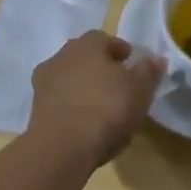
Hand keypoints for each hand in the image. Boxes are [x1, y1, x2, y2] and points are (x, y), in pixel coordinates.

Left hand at [28, 31, 163, 169]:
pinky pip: (59, 101)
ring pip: (68, 78)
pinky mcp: (34, 111)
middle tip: (117, 83)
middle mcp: (61, 57)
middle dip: (99, 66)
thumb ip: (149, 72)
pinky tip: (83, 122)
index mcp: (86, 45)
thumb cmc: (105, 110)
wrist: (59, 151)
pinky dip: (71, 106)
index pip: (104, 38)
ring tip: (100, 106)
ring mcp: (43, 84)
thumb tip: (157, 58)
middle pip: (83, 56)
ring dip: (82, 87)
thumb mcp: (139, 91)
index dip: (119, 49)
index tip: (130, 62)